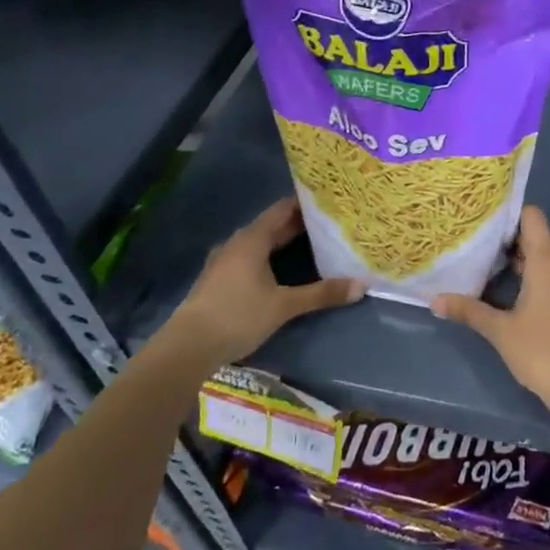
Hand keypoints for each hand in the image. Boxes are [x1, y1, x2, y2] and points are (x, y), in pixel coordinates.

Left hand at [161, 197, 362, 368]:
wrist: (187, 348)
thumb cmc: (238, 316)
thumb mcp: (284, 306)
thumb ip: (322, 294)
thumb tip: (363, 286)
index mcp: (252, 239)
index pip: (283, 209)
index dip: (306, 203)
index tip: (330, 201)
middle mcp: (237, 243)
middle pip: (272, 225)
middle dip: (300, 224)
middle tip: (330, 222)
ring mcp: (224, 261)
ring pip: (260, 243)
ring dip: (283, 241)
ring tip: (313, 242)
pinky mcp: (218, 279)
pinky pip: (250, 257)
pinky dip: (269, 256)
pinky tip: (283, 268)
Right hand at [433, 207, 549, 411]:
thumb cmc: (541, 350)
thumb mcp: (500, 331)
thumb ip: (469, 311)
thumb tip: (435, 300)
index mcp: (548, 261)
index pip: (533, 217)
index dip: (510, 213)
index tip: (484, 218)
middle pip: (536, 238)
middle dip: (507, 241)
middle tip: (475, 243)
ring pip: (543, 261)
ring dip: (518, 262)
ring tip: (485, 266)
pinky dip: (531, 278)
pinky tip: (508, 292)